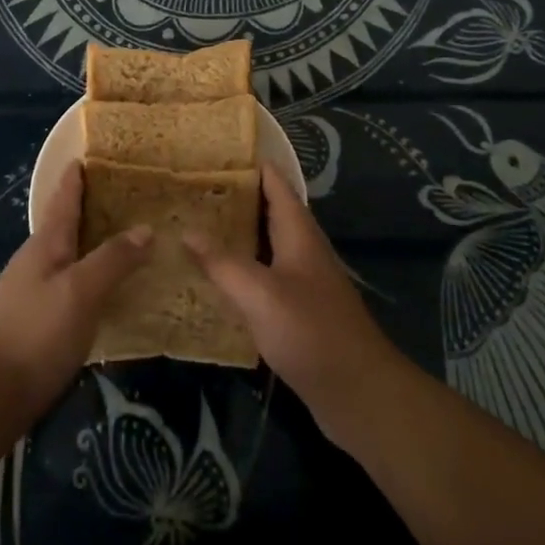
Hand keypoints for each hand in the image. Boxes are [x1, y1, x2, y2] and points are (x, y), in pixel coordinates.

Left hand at [0, 164, 149, 414]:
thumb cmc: (38, 332)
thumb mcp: (81, 290)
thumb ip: (113, 258)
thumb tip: (146, 228)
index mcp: (45, 244)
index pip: (63, 199)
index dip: (76, 177)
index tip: (90, 155)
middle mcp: (36, 260)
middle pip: (64, 224)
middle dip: (89, 206)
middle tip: (123, 194)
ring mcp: (33, 290)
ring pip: (68, 254)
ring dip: (91, 241)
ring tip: (123, 235)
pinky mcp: (38, 319)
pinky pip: (70, 282)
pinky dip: (90, 272)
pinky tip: (107, 286)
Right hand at [184, 164, 406, 440]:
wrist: (358, 394)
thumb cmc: (311, 332)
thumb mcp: (260, 294)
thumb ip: (222, 262)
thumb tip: (186, 230)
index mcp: (299, 235)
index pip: (276, 185)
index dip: (252, 165)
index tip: (217, 151)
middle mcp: (303, 251)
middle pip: (269, 213)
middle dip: (236, 199)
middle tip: (193, 189)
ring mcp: (303, 282)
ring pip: (266, 246)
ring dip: (236, 235)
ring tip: (195, 226)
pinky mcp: (299, 312)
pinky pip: (265, 278)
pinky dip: (241, 270)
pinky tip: (215, 280)